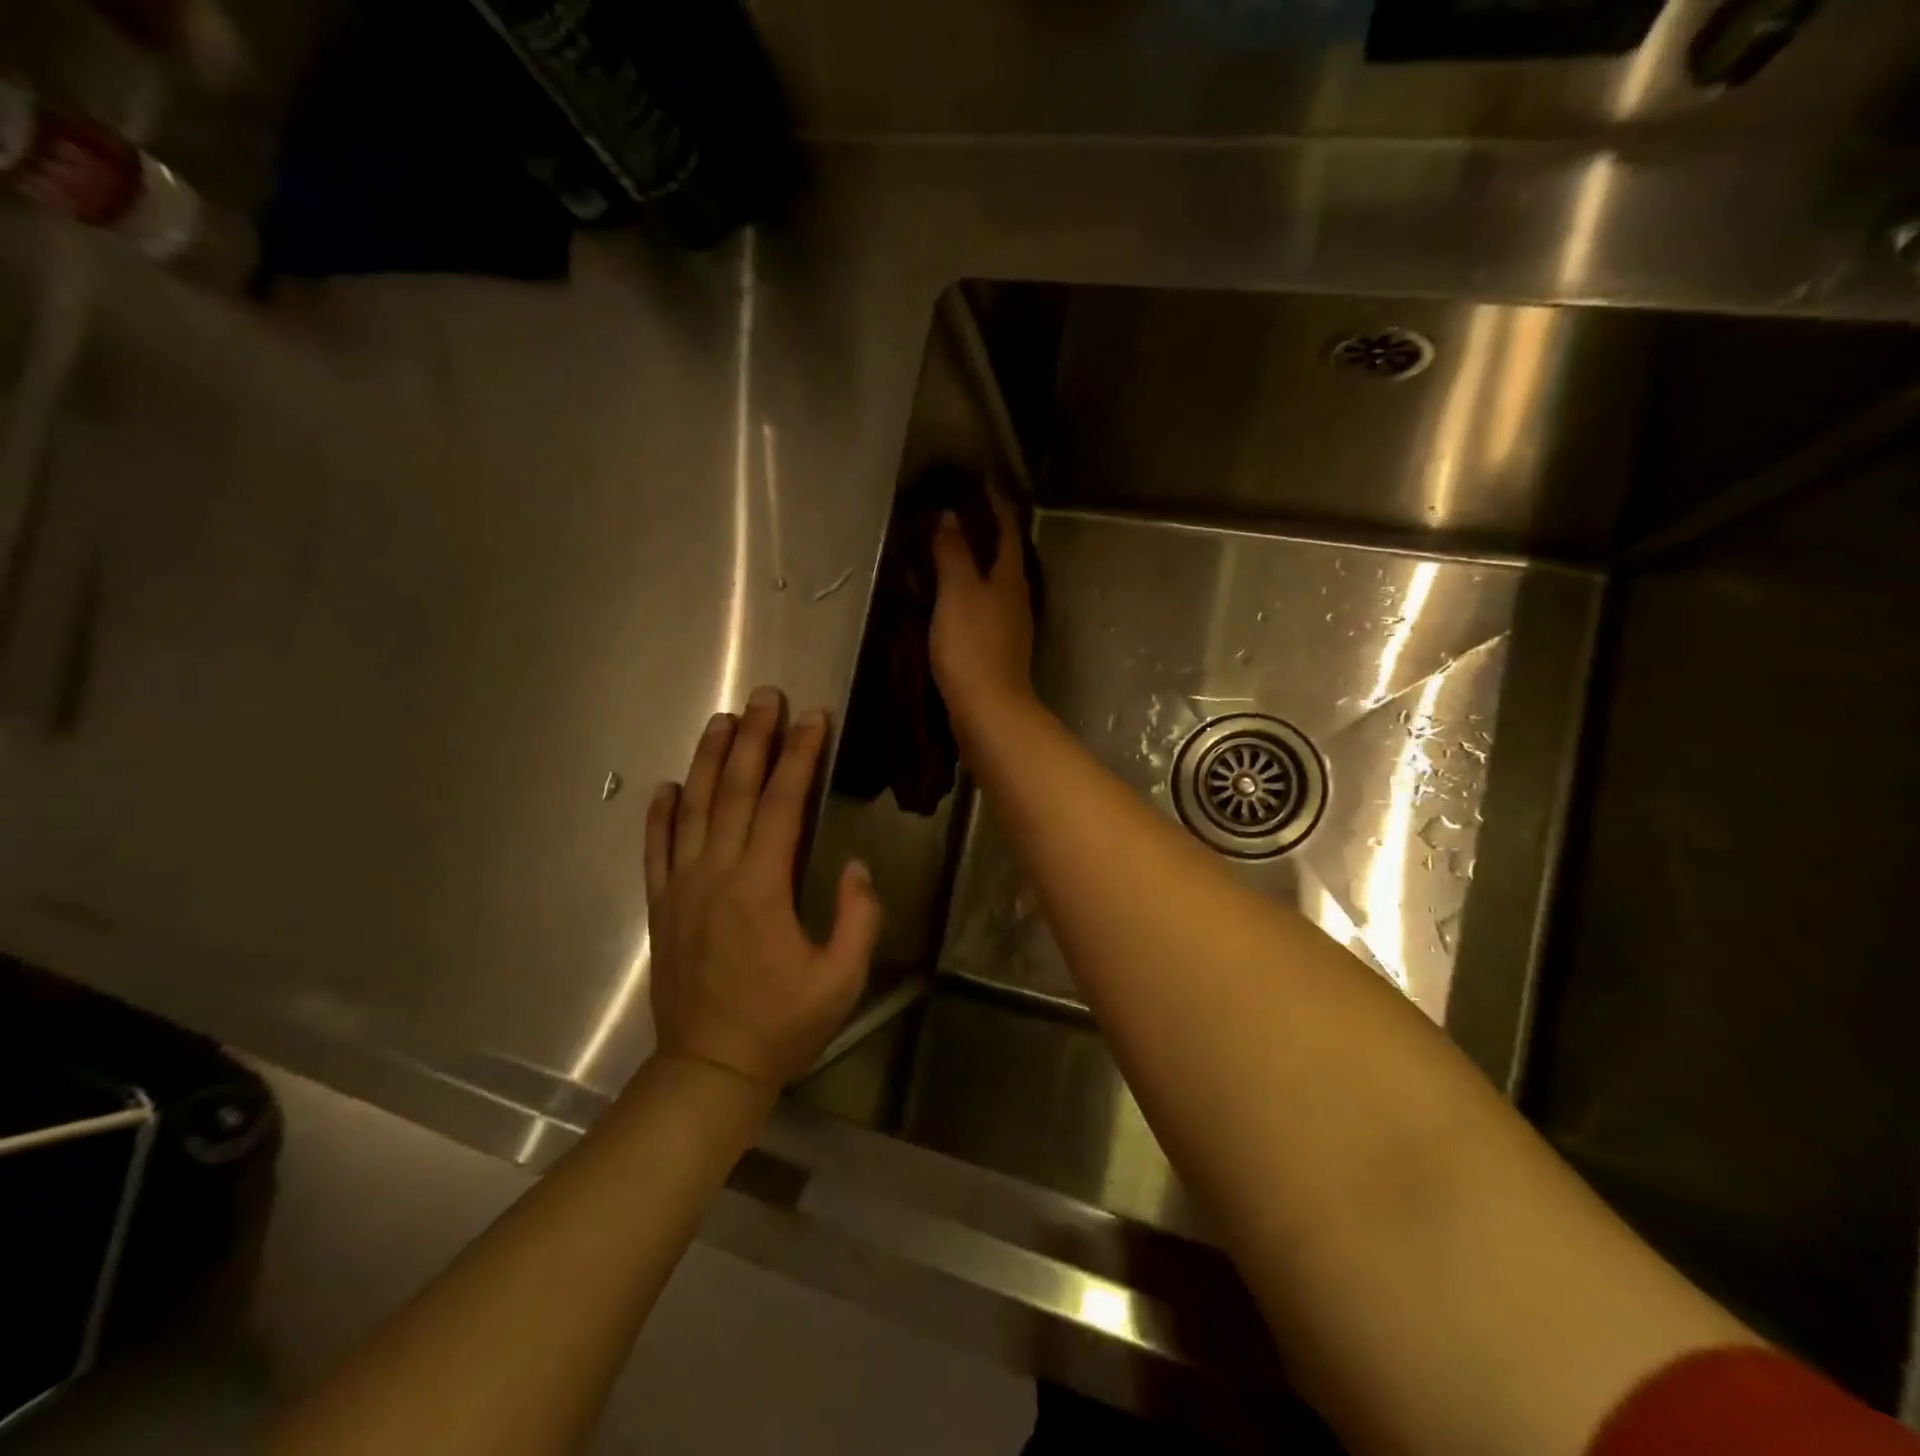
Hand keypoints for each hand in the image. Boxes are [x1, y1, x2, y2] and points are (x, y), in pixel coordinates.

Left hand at [645, 687, 879, 1090]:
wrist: (710, 1070)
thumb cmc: (782, 1025)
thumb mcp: (841, 979)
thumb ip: (857, 918)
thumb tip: (853, 866)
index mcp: (761, 887)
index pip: (783, 804)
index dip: (799, 756)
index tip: (812, 717)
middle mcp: (716, 874)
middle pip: (735, 791)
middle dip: (753, 739)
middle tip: (765, 697)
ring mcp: (681, 887)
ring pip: (693, 808)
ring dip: (708, 760)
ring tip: (722, 721)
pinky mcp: (661, 906)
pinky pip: (656, 849)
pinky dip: (660, 814)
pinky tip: (667, 786)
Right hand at [930, 488, 1033, 719]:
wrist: (988, 709)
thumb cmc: (971, 645)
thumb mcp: (957, 593)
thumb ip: (953, 554)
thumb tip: (950, 516)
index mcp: (1010, 579)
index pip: (1008, 531)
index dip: (997, 504)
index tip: (983, 481)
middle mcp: (1017, 598)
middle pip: (1006, 557)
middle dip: (988, 533)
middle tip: (962, 513)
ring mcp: (1010, 626)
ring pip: (996, 584)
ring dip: (978, 564)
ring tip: (953, 551)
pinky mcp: (997, 649)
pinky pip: (984, 608)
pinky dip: (970, 593)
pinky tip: (952, 599)